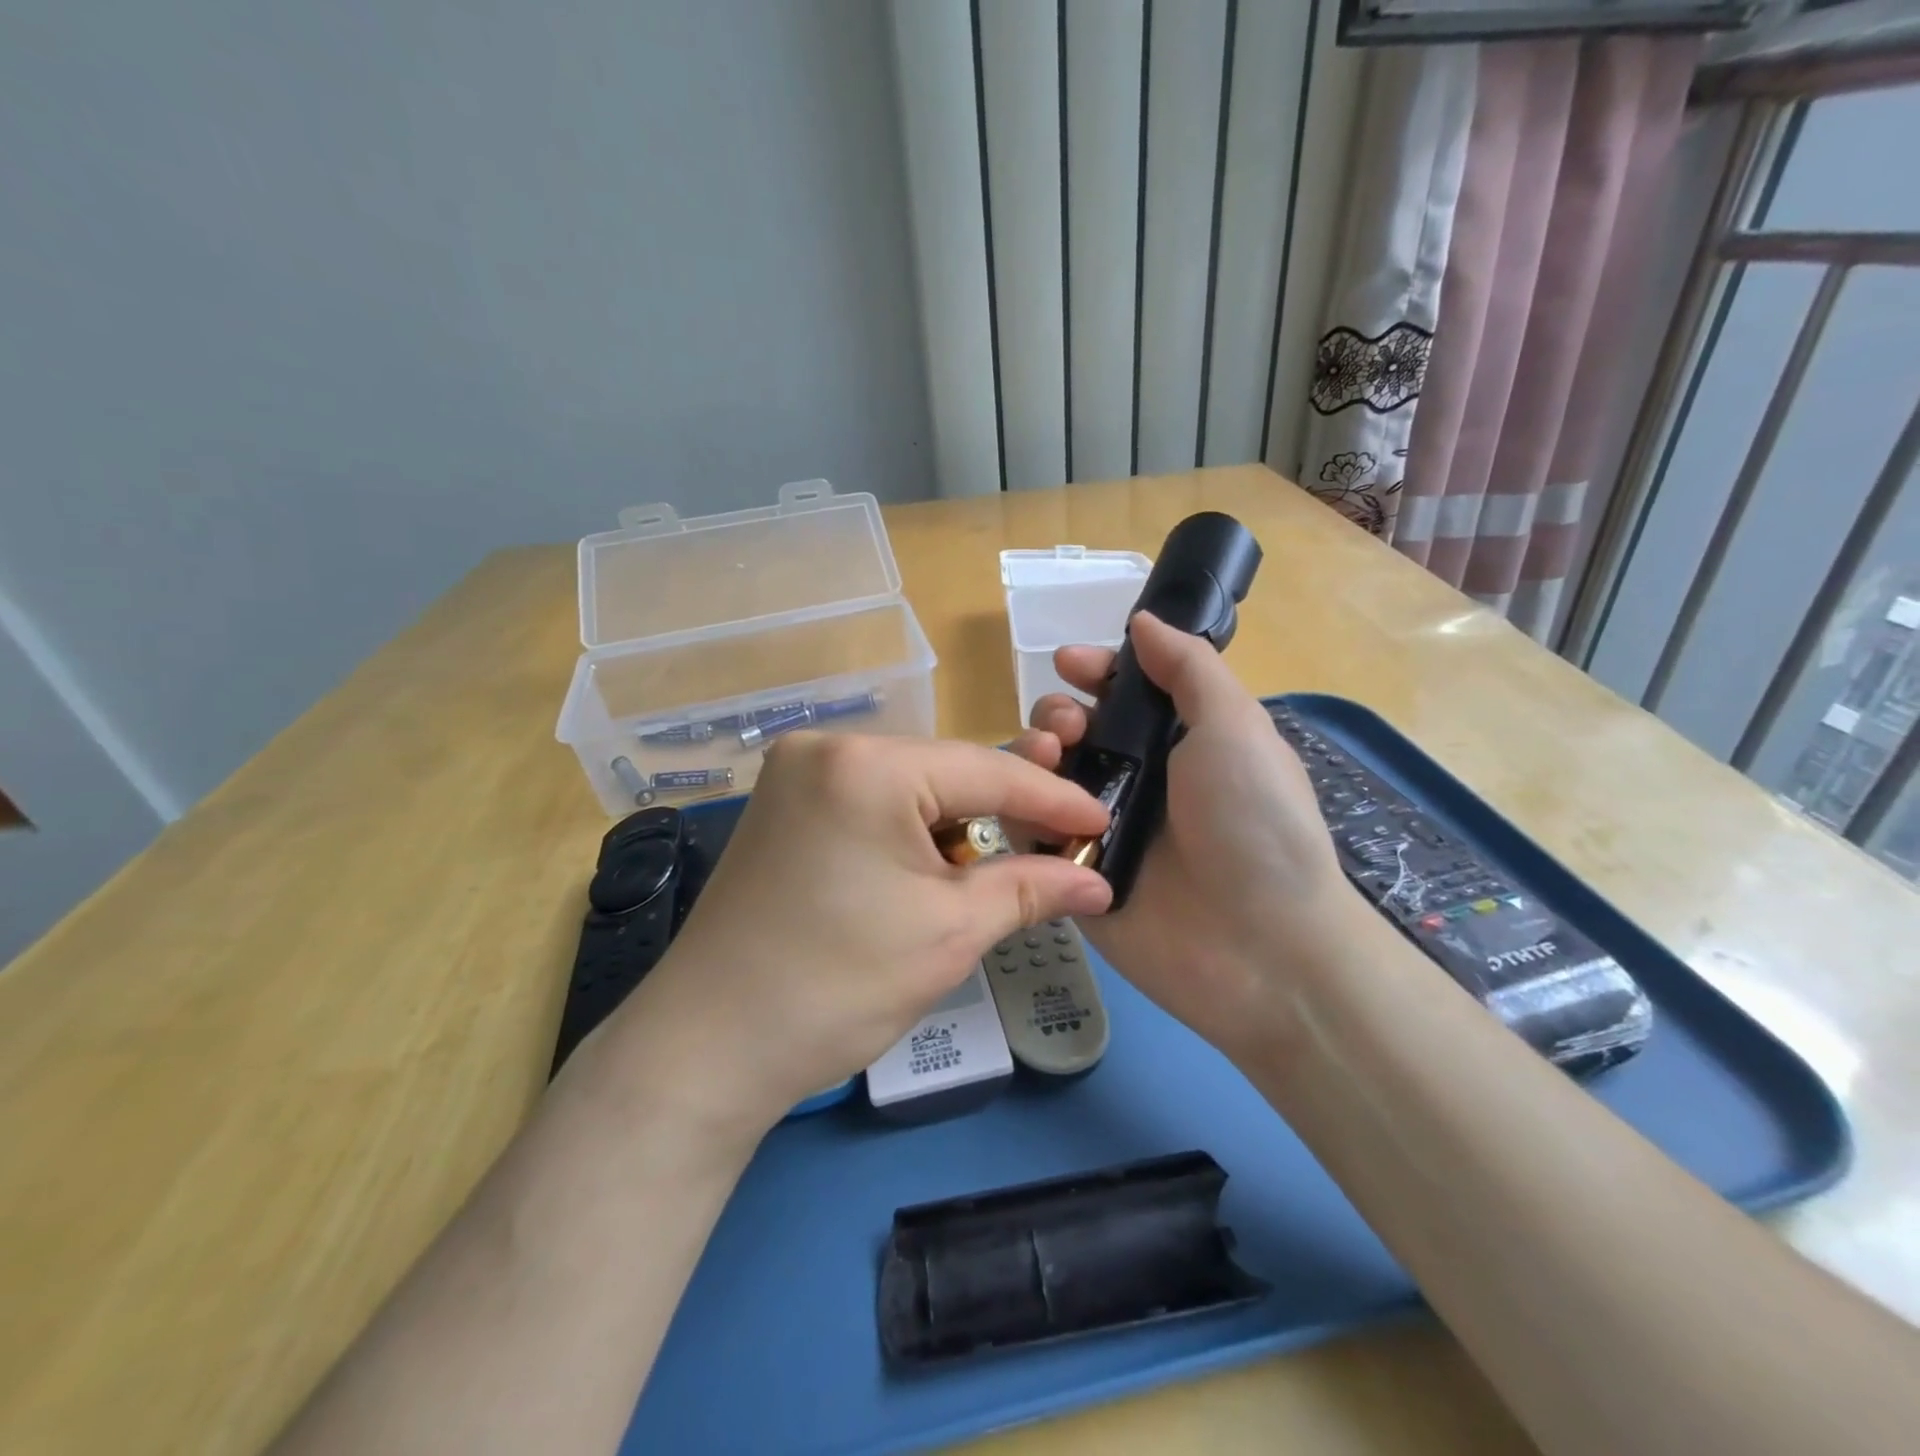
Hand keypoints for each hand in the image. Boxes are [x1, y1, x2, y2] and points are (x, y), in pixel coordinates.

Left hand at [586, 734, 1112, 1138]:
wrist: (708, 1048)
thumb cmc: (837, 987)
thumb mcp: (949, 933)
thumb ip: (1030, 889)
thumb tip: (1097, 880)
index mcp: (868, 764)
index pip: (987, 771)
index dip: (1053, 800)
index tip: (1104, 820)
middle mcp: (827, 746)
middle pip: (946, 771)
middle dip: (1003, 812)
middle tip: (1060, 846)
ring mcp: (796, 772)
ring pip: (910, 785)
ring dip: (956, 823)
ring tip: (991, 871)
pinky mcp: (783, 803)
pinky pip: (870, 799)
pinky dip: (909, 829)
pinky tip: (928, 868)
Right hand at [1010, 612, 1367, 1063]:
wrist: (1262, 947)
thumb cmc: (1256, 824)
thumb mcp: (1235, 727)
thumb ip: (1189, 669)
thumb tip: (1144, 621)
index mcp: (1176, 743)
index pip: (1121, 694)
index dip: (1092, 672)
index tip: (1070, 664)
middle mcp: (1134, 780)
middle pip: (1072, 731)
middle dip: (1058, 713)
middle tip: (1070, 728)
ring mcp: (1100, 828)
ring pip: (1042, 777)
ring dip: (1033, 753)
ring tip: (1049, 758)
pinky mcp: (1071, 874)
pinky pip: (1029, 831)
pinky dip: (1021, 810)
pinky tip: (1032, 806)